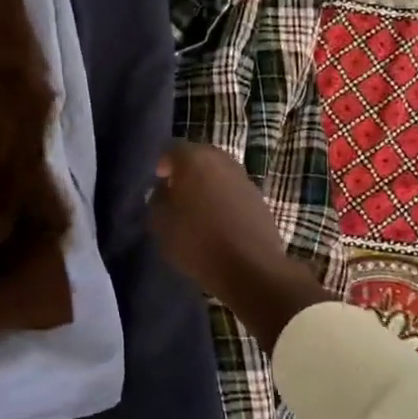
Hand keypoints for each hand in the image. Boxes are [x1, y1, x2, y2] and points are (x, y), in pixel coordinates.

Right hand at [150, 141, 332, 349]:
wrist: (250, 268)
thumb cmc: (197, 242)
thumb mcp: (161, 224)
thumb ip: (157, 200)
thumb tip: (164, 190)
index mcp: (195, 160)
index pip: (173, 150)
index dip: (163, 165)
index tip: (158, 183)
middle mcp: (222, 160)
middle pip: (199, 158)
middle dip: (186, 172)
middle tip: (176, 194)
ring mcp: (244, 178)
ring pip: (219, 174)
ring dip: (207, 185)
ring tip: (197, 210)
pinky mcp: (259, 199)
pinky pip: (233, 191)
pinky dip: (224, 199)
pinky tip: (218, 221)